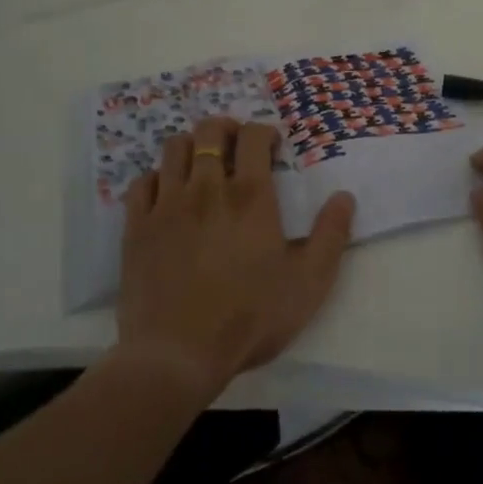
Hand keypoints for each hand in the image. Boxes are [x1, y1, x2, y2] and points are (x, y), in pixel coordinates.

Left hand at [116, 116, 354, 399]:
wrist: (177, 355)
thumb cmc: (250, 318)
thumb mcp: (309, 283)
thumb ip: (331, 236)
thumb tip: (344, 196)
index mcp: (250, 196)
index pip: (253, 136)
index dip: (264, 132)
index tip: (272, 148)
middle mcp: (207, 187)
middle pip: (209, 131)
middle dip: (226, 129)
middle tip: (236, 146)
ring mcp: (167, 204)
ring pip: (174, 148)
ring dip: (191, 146)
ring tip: (201, 164)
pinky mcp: (138, 226)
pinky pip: (143, 182)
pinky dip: (157, 178)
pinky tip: (167, 195)